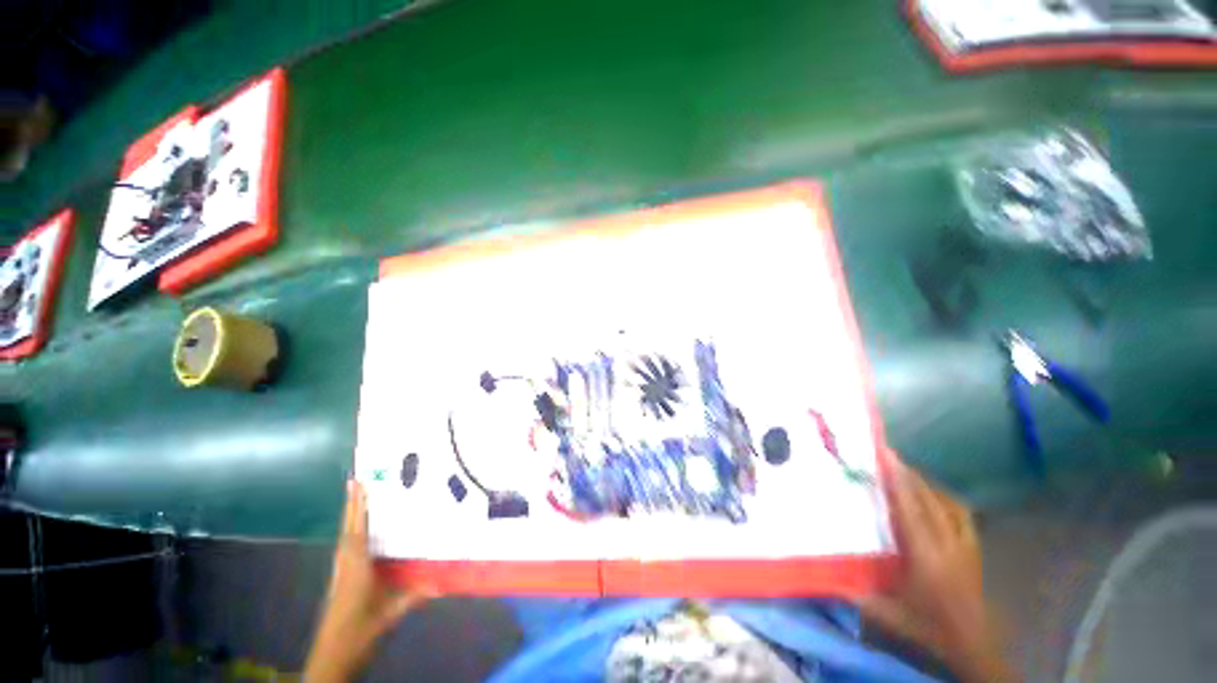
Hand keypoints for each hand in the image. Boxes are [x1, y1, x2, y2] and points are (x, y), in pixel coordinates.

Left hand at [304, 480, 435, 681]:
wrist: (333, 654)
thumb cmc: (359, 630)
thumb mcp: (388, 615)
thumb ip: (412, 597)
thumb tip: (442, 584)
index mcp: (356, 567)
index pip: (357, 530)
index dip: (357, 507)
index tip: (356, 483)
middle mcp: (346, 563)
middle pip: (348, 528)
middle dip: (352, 505)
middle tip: (356, 482)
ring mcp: (341, 571)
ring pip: (346, 537)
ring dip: (351, 517)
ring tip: (357, 499)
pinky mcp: (341, 579)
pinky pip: (347, 548)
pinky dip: (352, 532)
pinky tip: (359, 532)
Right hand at [859, 455, 1012, 681]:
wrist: (974, 643)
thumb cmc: (930, 626)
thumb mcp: (890, 616)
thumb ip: (859, 596)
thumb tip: (827, 576)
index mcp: (925, 557)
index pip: (909, 511)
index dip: (896, 481)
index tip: (883, 456)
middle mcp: (946, 544)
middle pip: (927, 499)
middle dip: (906, 473)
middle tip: (885, 453)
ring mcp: (964, 544)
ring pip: (945, 502)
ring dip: (923, 482)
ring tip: (904, 469)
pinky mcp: (973, 547)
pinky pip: (960, 512)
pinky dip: (944, 496)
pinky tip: (933, 492)